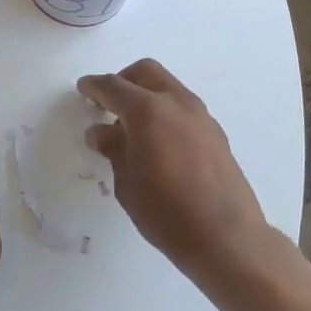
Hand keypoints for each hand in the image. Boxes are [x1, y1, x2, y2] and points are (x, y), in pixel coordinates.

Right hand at [78, 59, 267, 280]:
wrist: (226, 238)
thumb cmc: (166, 211)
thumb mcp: (127, 182)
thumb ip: (114, 148)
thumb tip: (100, 131)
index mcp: (148, 110)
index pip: (113, 86)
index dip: (94, 86)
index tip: (83, 88)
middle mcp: (176, 102)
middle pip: (145, 72)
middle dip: (123, 80)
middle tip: (109, 104)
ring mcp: (201, 116)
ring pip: (168, 87)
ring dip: (147, 95)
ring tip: (133, 129)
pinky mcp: (216, 133)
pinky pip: (183, 108)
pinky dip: (166, 112)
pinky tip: (159, 143)